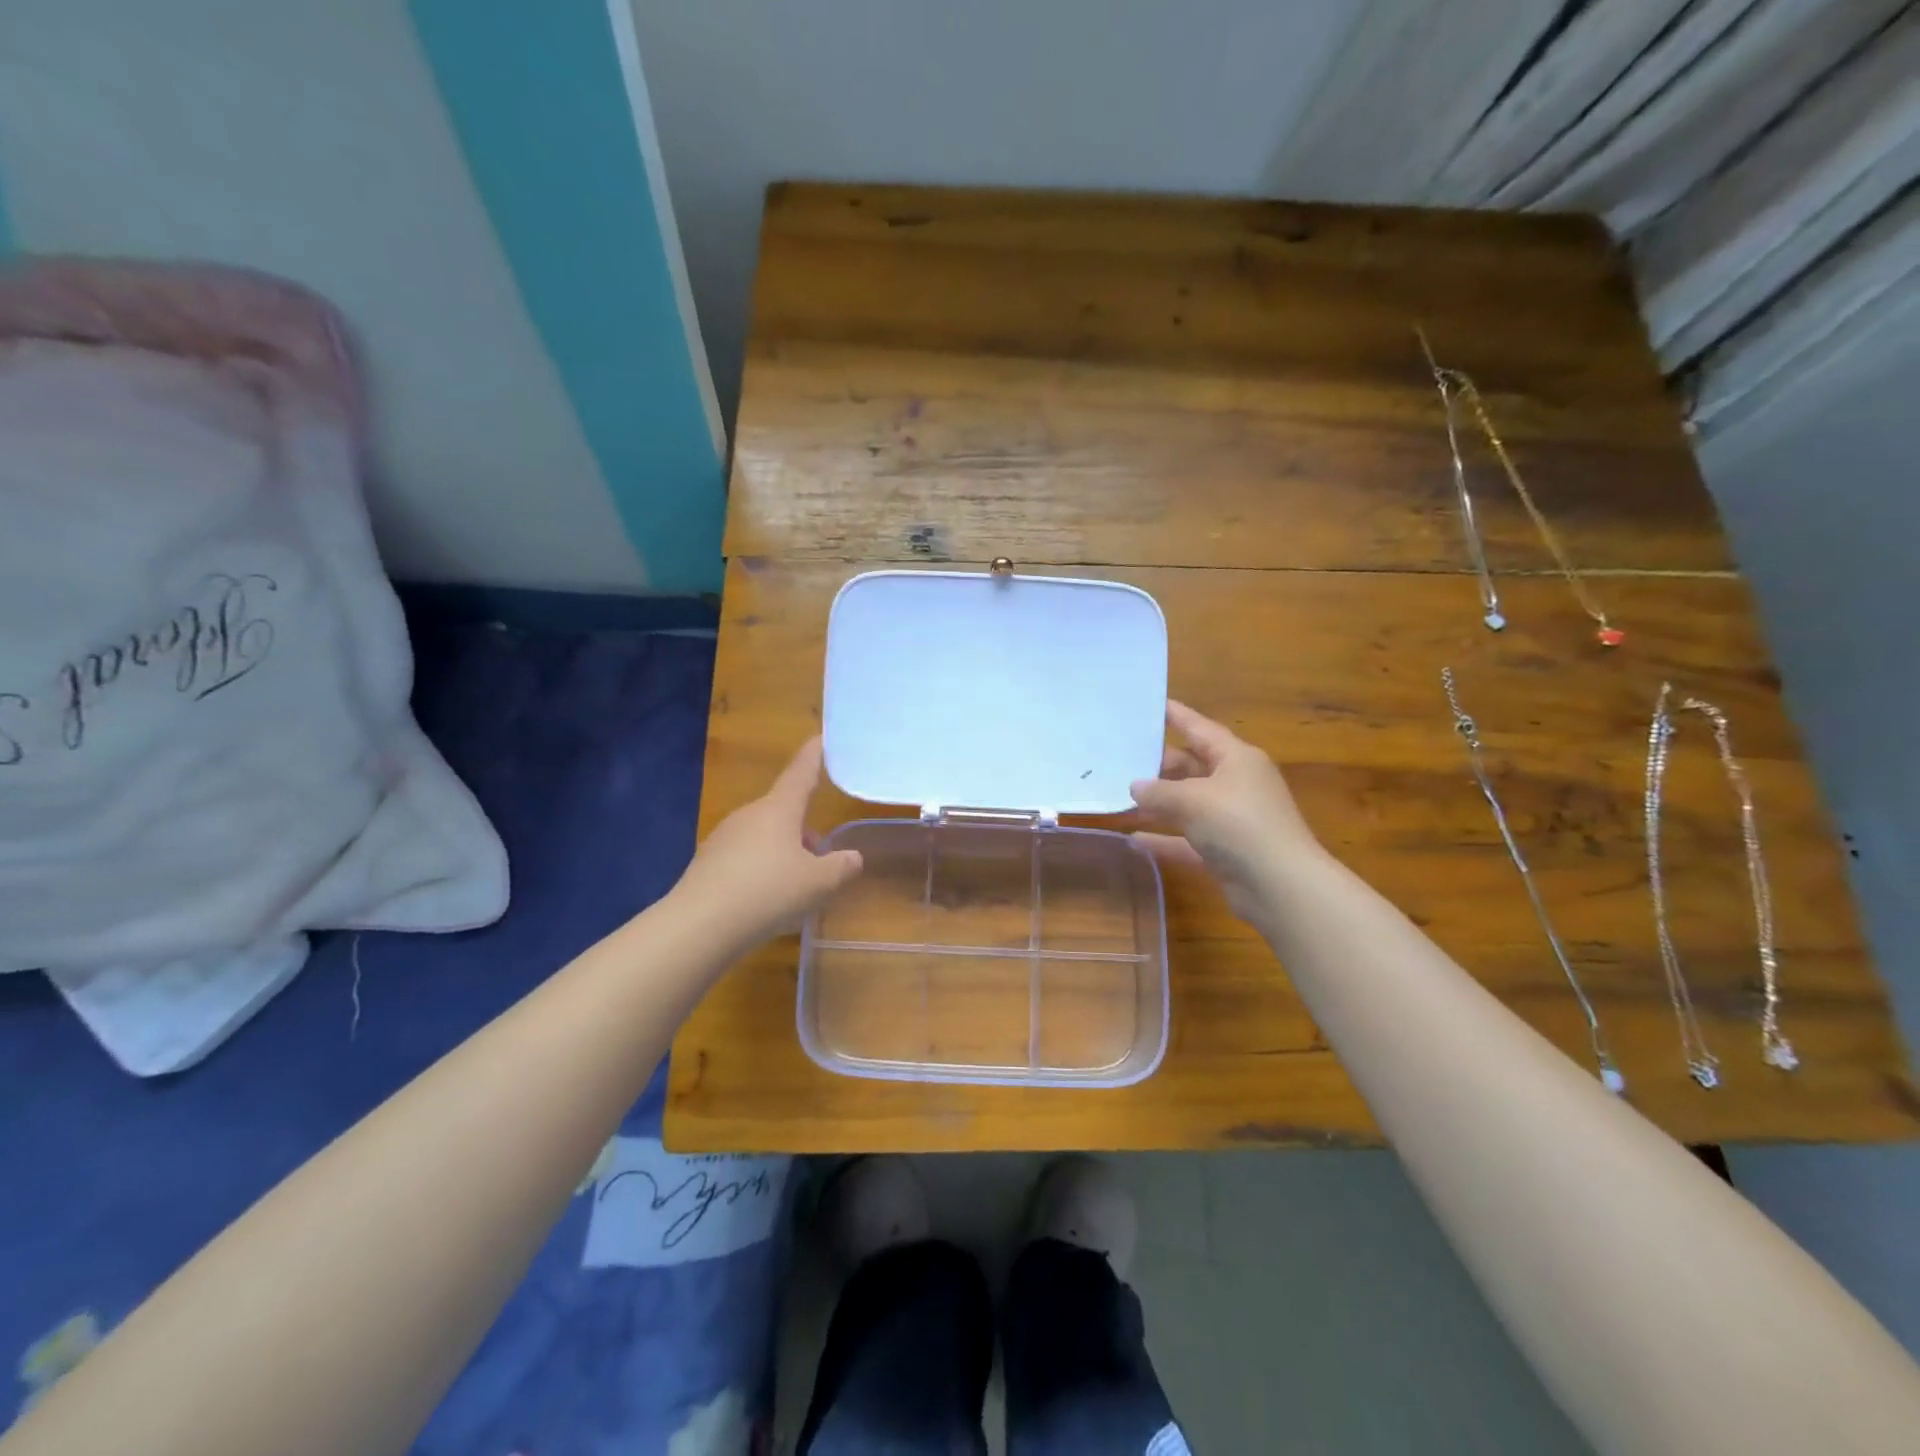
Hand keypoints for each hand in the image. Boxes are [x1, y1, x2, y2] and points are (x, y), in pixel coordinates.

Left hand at [674, 738, 863, 947]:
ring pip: (764, 838)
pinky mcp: (707, 865)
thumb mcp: (818, 883)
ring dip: (784, 853)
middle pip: (784, 813)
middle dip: (804, 830)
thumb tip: (852, 857)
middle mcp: (749, 816)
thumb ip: (841, 867)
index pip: (801, 774)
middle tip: (822, 858)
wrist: (699, 926)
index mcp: (778, 810)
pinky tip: (766, 902)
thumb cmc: (768, 892)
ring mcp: (723, 838)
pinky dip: (761, 872)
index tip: (821, 738)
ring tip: (797, 887)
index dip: (813, 756)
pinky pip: (744, 859)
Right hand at [1130, 701, 1320, 923]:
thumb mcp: (1193, 800)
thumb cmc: (1239, 824)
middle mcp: (1236, 784)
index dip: (1175, 716)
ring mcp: (1231, 819)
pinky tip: (1133, 841)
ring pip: (1187, 804)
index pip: (1200, 728)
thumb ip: (1159, 791)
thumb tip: (1135, 786)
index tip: (1149, 704)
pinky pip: (1186, 839)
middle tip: (1118, 760)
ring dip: (1156, 804)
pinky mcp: (1225, 851)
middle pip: (1190, 767)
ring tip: (1118, 798)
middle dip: (1157, 766)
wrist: (1280, 886)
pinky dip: (1163, 839)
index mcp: (1236, 759)